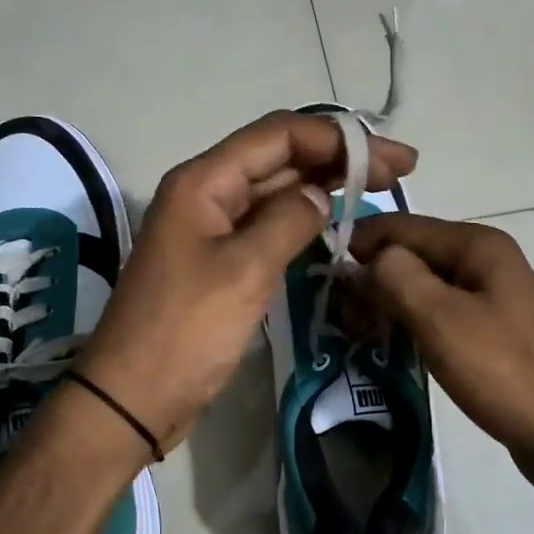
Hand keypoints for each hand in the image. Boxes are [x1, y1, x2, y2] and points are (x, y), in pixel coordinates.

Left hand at [77, 112, 417, 451]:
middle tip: (399, 172)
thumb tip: (321, 194)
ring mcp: (211, 230)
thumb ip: (288, 221)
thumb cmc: (186, 331)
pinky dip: (302, 221)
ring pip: (275, 192)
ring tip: (378, 191)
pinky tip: (335, 225)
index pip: (279, 136)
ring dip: (323, 187)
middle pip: (279, 159)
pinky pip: (266, 227)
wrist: (134, 397)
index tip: (391, 159)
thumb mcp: (245, 271)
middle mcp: (206, 195)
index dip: (338, 138)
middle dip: (338, 159)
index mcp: (203, 182)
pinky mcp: (218, 263)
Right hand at [351, 214, 533, 507]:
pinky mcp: (495, 336)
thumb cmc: (505, 371)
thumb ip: (395, 277)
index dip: (359, 242)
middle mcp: (487, 264)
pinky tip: (392, 348)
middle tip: (338, 315)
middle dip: (372, 277)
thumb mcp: (441, 318)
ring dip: (390, 304)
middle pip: (414, 256)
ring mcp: (494, 300)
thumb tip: (365, 260)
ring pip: (427, 289)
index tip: (319, 271)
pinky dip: (413, 326)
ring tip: (357, 333)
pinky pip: (443, 317)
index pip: (402, 226)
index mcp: (478, 246)